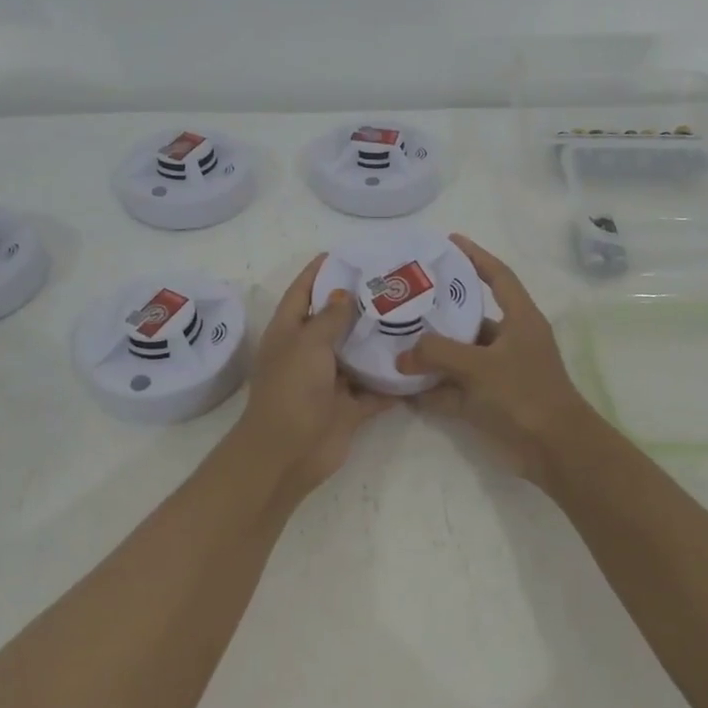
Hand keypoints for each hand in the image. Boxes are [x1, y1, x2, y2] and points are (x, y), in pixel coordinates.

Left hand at [235, 254, 391, 497]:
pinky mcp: (348, 408)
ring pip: (356, 356)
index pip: (301, 292)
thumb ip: (329, 317)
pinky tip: (418, 364)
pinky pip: (374, 390)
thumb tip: (343, 293)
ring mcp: (328, 382)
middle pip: (333, 322)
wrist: (288, 453)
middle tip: (392, 284)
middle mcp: (307, 353)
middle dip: (357, 304)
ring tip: (411, 316)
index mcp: (288, 332)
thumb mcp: (308, 343)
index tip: (344, 254)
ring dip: (377, 342)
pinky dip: (392, 382)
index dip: (318, 272)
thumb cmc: (292, 389)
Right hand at [395, 234, 597, 484]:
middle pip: (472, 317)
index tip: (449, 241)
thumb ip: (437, 354)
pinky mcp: (493, 401)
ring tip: (396, 341)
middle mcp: (512, 341)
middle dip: (440, 310)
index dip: (475, 256)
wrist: (556, 451)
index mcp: (521, 320)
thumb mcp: (479, 367)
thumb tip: (402, 356)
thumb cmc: (525, 395)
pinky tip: (405, 389)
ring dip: (433, 353)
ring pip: (461, 355)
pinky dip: (435, 389)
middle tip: (407, 298)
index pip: (498, 276)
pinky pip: (457, 388)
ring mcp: (501, 372)